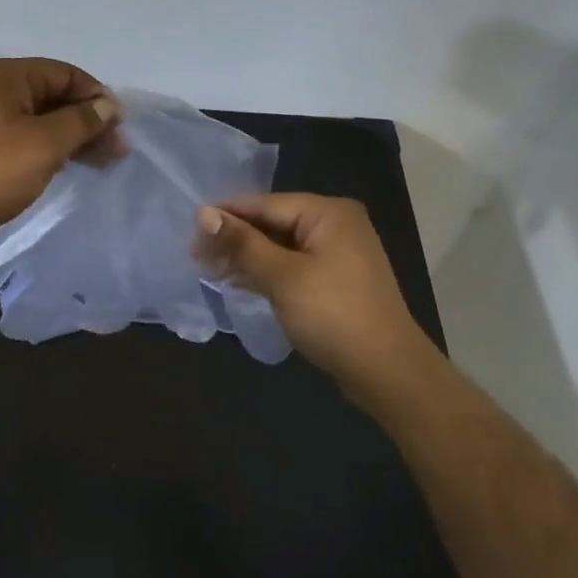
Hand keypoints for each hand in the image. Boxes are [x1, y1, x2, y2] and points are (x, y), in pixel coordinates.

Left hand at [0, 57, 122, 244]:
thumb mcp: (45, 142)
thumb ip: (81, 120)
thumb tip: (108, 105)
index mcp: (9, 77)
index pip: (65, 74)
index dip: (97, 96)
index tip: (121, 125)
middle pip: (56, 97)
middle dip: (89, 120)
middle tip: (119, 150)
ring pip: (44, 121)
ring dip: (75, 137)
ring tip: (106, 162)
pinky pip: (30, 140)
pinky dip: (54, 150)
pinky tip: (73, 166)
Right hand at [192, 194, 432, 391]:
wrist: (388, 373)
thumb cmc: (333, 315)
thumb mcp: (282, 276)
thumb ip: (242, 243)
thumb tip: (203, 213)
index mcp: (328, 213)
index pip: (265, 204)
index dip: (226, 215)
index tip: (190, 227)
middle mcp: (335, 225)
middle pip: (272, 223)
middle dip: (235, 238)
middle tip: (195, 253)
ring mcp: (337, 254)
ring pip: (280, 246)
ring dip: (246, 257)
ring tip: (208, 267)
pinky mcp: (335, 280)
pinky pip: (291, 265)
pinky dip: (265, 272)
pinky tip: (237, 281)